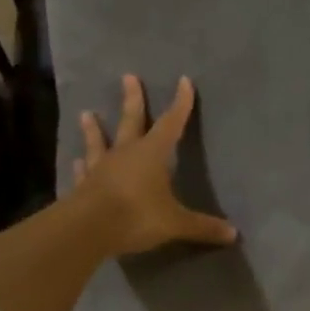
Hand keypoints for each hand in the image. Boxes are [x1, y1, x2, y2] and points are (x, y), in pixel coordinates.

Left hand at [72, 74, 237, 256]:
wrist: (87, 229)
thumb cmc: (136, 215)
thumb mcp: (175, 223)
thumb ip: (202, 226)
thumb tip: (234, 234)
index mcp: (152, 154)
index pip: (171, 123)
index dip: (180, 103)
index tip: (183, 81)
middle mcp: (126, 153)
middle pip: (131, 121)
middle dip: (133, 100)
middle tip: (128, 77)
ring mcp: (101, 168)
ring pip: (99, 142)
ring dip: (94, 129)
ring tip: (86, 113)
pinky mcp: (82, 186)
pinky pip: (83, 171)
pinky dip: (80, 165)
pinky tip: (75, 160)